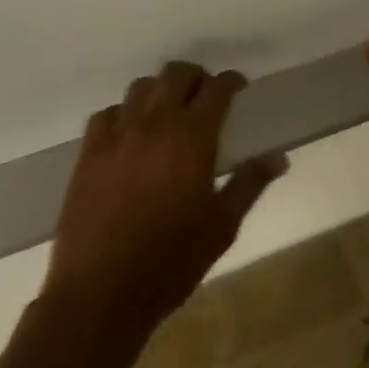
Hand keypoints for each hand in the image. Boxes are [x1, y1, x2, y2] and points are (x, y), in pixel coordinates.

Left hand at [46, 62, 286, 333]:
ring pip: (141, 87)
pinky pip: (107, 113)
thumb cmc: (171, 261)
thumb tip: (279, 158)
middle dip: (196, 76)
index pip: (216, 89)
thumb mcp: (222, 226)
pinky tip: (130, 134)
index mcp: (192, 137)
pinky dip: (124, 114)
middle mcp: (155, 124)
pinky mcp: (89, 152)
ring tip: (168, 111)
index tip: (239, 86)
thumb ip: (250, 184)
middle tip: (205, 95)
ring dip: (160, 90)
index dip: (231, 81)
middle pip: (176, 74)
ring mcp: (117, 135)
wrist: (100, 293)